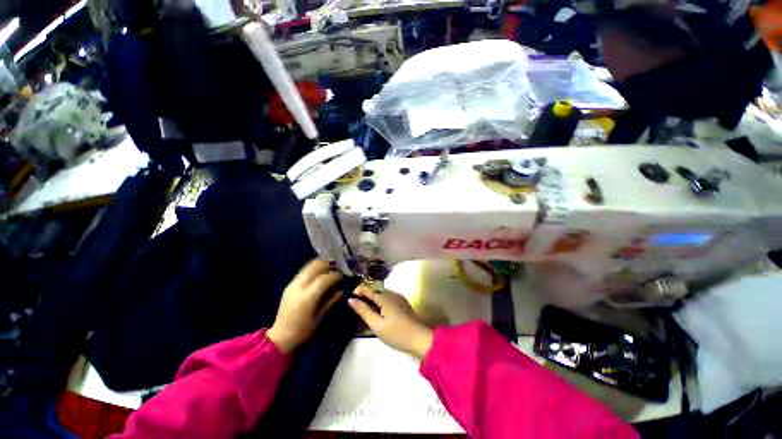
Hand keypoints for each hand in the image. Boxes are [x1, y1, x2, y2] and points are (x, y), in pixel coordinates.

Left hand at [267, 259, 342, 352]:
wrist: (280, 337)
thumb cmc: (303, 331)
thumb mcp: (320, 318)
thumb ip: (330, 302)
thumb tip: (341, 291)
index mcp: (307, 297)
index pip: (324, 279)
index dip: (334, 275)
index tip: (341, 276)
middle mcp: (299, 287)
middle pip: (314, 267)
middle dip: (327, 265)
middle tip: (335, 268)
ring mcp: (292, 285)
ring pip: (308, 267)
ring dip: (319, 265)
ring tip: (328, 268)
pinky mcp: (289, 285)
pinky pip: (303, 271)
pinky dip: (312, 269)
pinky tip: (318, 273)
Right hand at [348, 285, 433, 359]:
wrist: (419, 338)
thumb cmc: (396, 333)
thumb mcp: (377, 324)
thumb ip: (364, 311)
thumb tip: (351, 300)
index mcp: (384, 297)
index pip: (368, 288)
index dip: (358, 290)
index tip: (349, 299)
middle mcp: (391, 293)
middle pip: (375, 289)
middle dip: (364, 294)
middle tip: (356, 306)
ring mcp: (398, 297)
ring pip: (381, 293)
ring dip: (372, 298)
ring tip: (365, 309)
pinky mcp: (402, 302)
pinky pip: (387, 297)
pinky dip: (379, 301)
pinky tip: (378, 311)